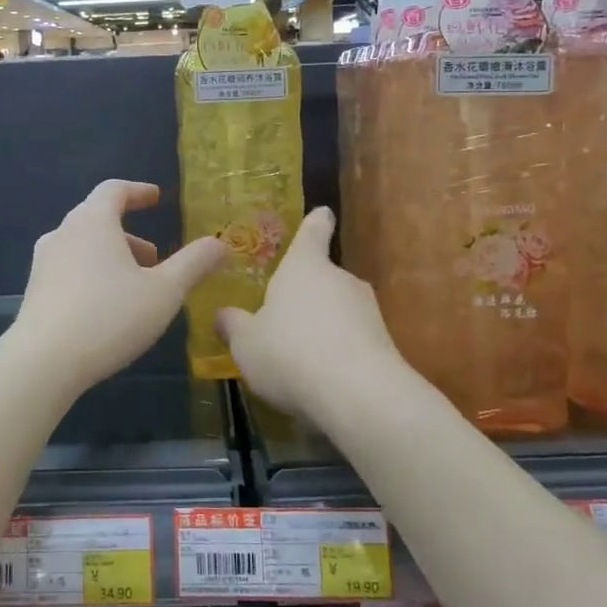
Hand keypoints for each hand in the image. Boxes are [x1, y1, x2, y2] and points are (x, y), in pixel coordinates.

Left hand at [11, 180, 226, 394]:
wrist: (43, 362)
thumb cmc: (109, 317)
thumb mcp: (165, 291)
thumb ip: (194, 263)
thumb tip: (220, 243)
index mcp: (93, 221)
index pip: (114, 189)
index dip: (138, 191)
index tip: (156, 198)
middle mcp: (63, 233)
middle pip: (98, 218)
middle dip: (130, 233)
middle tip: (156, 258)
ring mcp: (44, 262)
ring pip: (83, 246)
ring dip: (112, 257)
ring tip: (136, 286)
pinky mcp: (35, 291)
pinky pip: (69, 269)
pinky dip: (93, 274)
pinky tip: (107, 308)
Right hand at [216, 207, 402, 415]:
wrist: (356, 394)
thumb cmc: (289, 352)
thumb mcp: (246, 343)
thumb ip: (233, 326)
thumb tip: (222, 315)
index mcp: (304, 266)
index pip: (312, 232)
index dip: (315, 222)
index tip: (323, 213)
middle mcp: (340, 278)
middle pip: (322, 277)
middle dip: (306, 294)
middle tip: (282, 317)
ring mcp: (367, 310)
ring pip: (338, 310)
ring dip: (322, 326)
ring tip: (298, 358)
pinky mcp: (384, 343)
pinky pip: (353, 340)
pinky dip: (338, 352)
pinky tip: (321, 379)